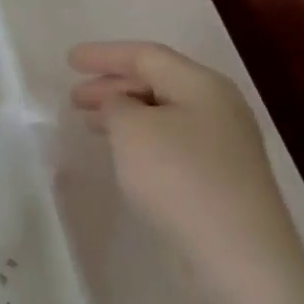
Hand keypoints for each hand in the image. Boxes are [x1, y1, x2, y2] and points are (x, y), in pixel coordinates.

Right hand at [68, 41, 295, 283]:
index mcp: (201, 85)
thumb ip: (116, 105)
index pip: (147, 56)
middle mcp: (217, 106)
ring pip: (162, 113)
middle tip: (74, 96)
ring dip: (123, 112)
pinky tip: (122, 152)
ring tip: (89, 122)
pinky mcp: (217, 175)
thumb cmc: (178, 176)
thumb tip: (118, 104)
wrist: (234, 248)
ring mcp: (221, 143)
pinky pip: (169, 140)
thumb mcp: (133, 130)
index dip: (105, 55)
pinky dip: (138, 137)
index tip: (69, 59)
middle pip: (158, 82)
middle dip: (112, 84)